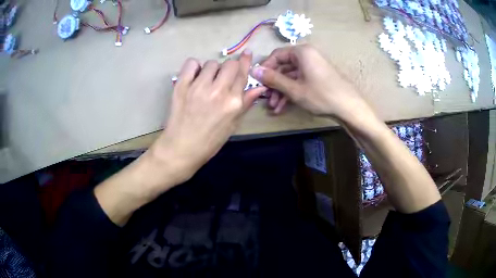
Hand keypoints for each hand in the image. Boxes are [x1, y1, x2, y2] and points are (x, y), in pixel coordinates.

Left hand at [148, 50, 266, 190]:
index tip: (247, 53)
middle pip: (229, 64)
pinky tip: (194, 77)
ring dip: (212, 70)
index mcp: (233, 102)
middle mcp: (218, 91)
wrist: (182, 148)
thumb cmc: (210, 141)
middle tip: (222, 78)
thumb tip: (260, 87)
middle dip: (229, 68)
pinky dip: (194, 67)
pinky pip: (191, 64)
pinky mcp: (182, 85)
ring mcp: (198, 86)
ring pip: (211, 63)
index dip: (245, 61)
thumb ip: (246, 103)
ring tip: (206, 81)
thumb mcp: (233, 125)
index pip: (242, 74)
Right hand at [251, 45, 365, 118]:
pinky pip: (300, 81)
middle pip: (283, 67)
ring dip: (281, 91)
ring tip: (274, 107)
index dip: (265, 68)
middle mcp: (307, 55)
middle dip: (274, 84)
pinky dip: (292, 92)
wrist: (349, 107)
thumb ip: (273, 79)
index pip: (276, 55)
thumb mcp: (294, 89)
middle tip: (266, 98)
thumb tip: (253, 70)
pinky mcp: (317, 77)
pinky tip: (283, 107)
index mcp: (301, 52)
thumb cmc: (321, 95)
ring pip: (291, 76)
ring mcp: (313, 66)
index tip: (258, 82)